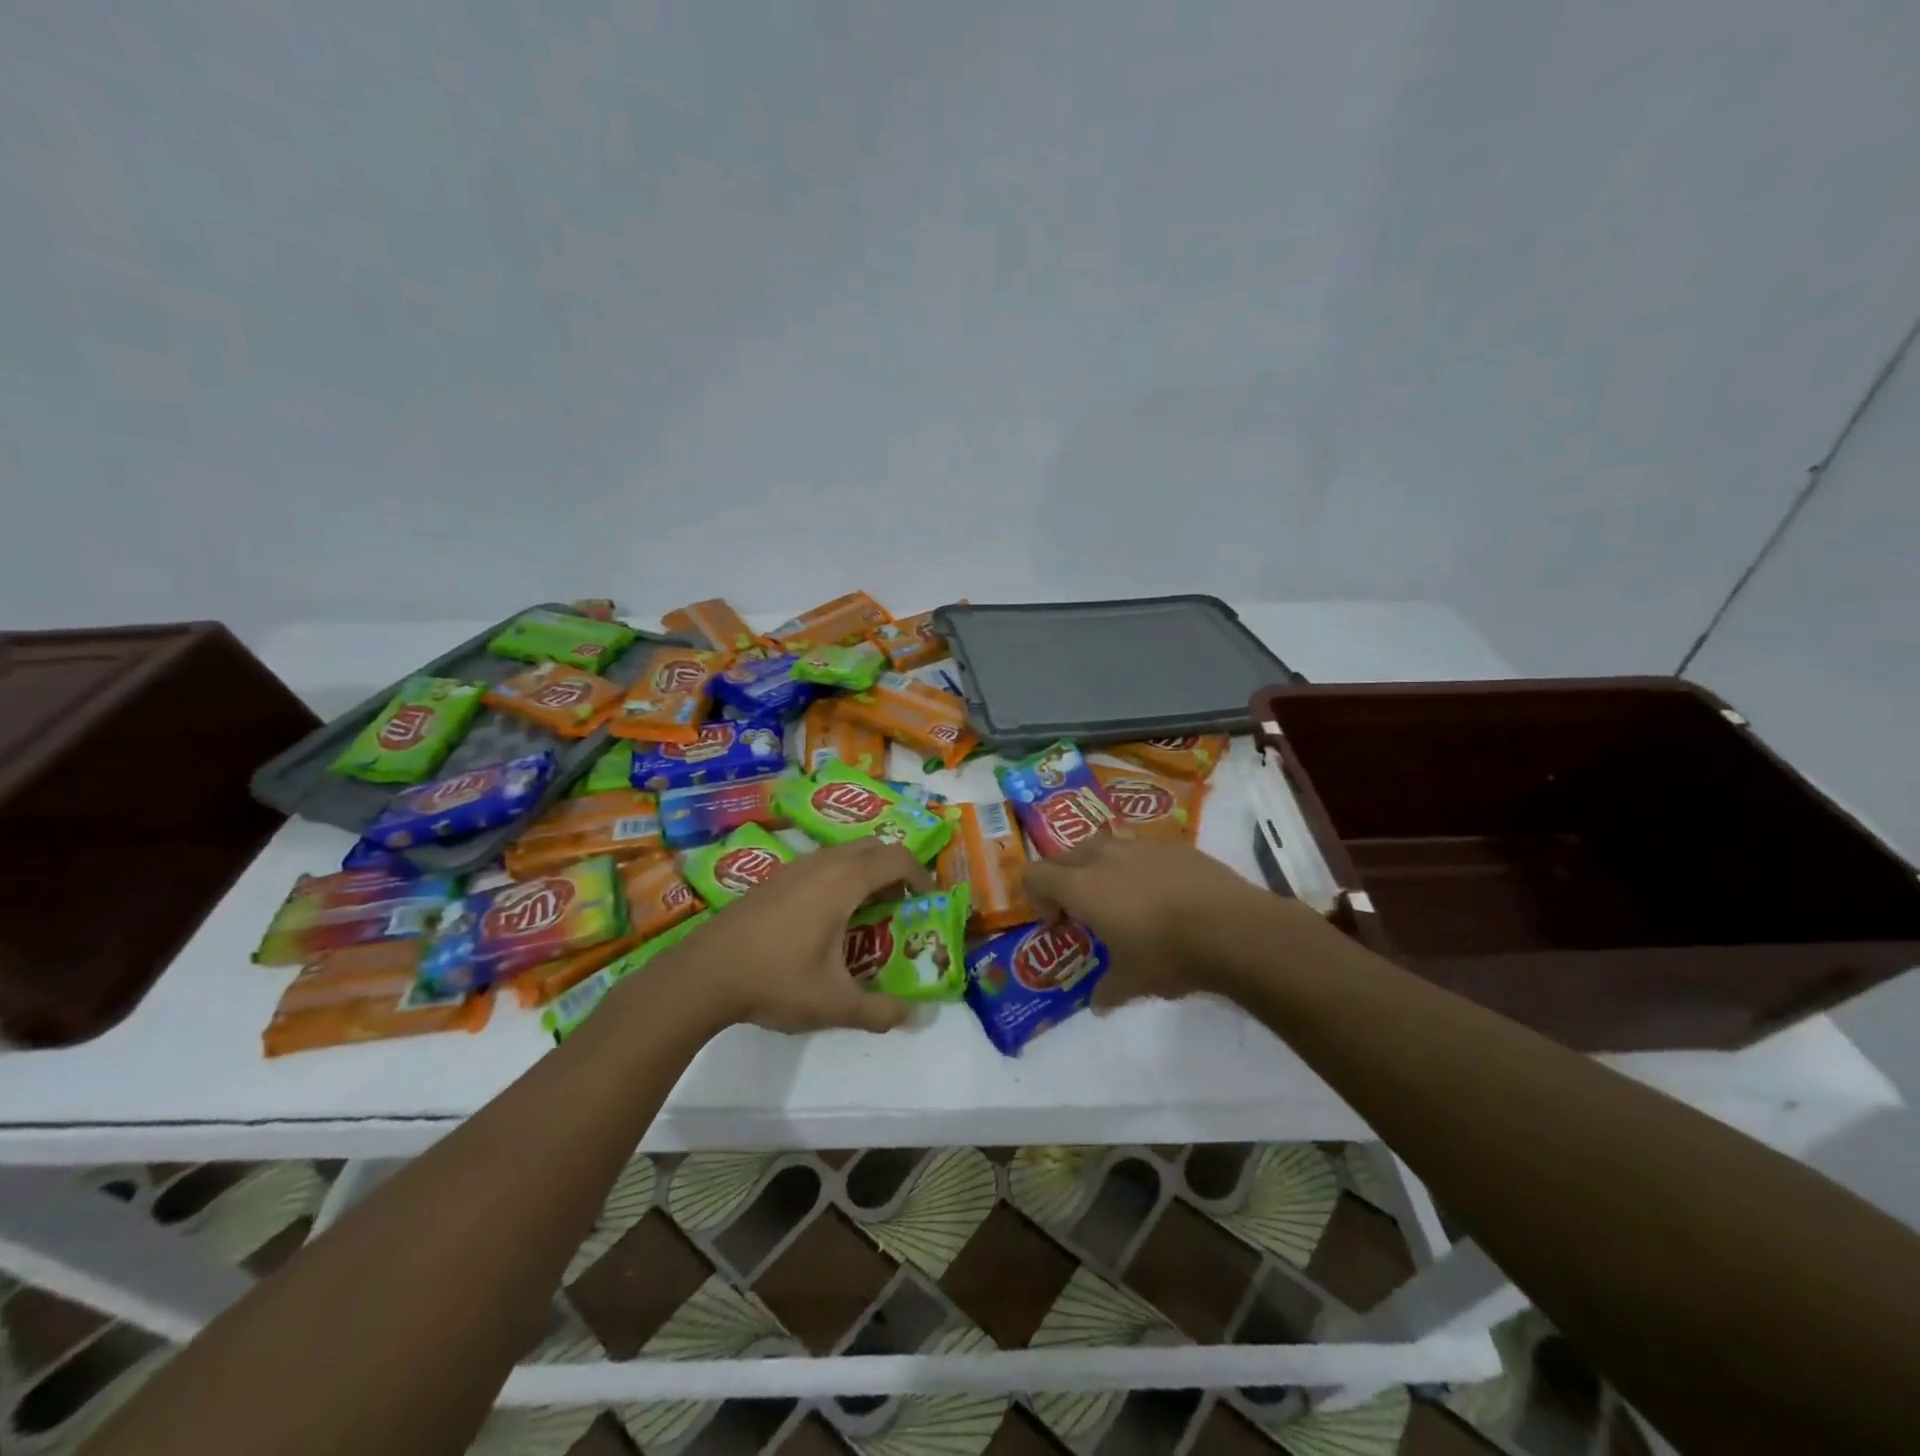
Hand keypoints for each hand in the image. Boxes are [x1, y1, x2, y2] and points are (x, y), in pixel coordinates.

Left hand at [674, 840, 933, 1034]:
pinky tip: (825, 921)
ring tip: (865, 916)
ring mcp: (793, 866)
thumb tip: (913, 1016)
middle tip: (899, 907)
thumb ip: (879, 1011)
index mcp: (843, 882)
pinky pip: (821, 864)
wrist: (704, 974)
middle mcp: (821, 863)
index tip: (927, 902)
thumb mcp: (834, 1004)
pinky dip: (839, 879)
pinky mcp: (773, 878)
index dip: (921, 875)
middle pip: (873, 847)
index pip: (897, 858)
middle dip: (895, 871)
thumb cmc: (775, 980)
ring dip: (865, 874)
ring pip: (844, 854)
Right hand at [1024, 837, 1330, 1009]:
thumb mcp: (1133, 982)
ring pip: (1104, 845)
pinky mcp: (1175, 846)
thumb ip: (1108, 991)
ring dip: (1099, 867)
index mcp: (1083, 886)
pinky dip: (1138, 866)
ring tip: (1121, 897)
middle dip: (1064, 879)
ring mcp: (1142, 846)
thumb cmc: (1170, 955)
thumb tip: (1098, 1006)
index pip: (1036, 873)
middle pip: (1066, 854)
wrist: (1234, 929)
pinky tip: (1162, 895)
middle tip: (1083, 911)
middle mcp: (1106, 857)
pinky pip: (1141, 849)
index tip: (1058, 923)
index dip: (1037, 897)